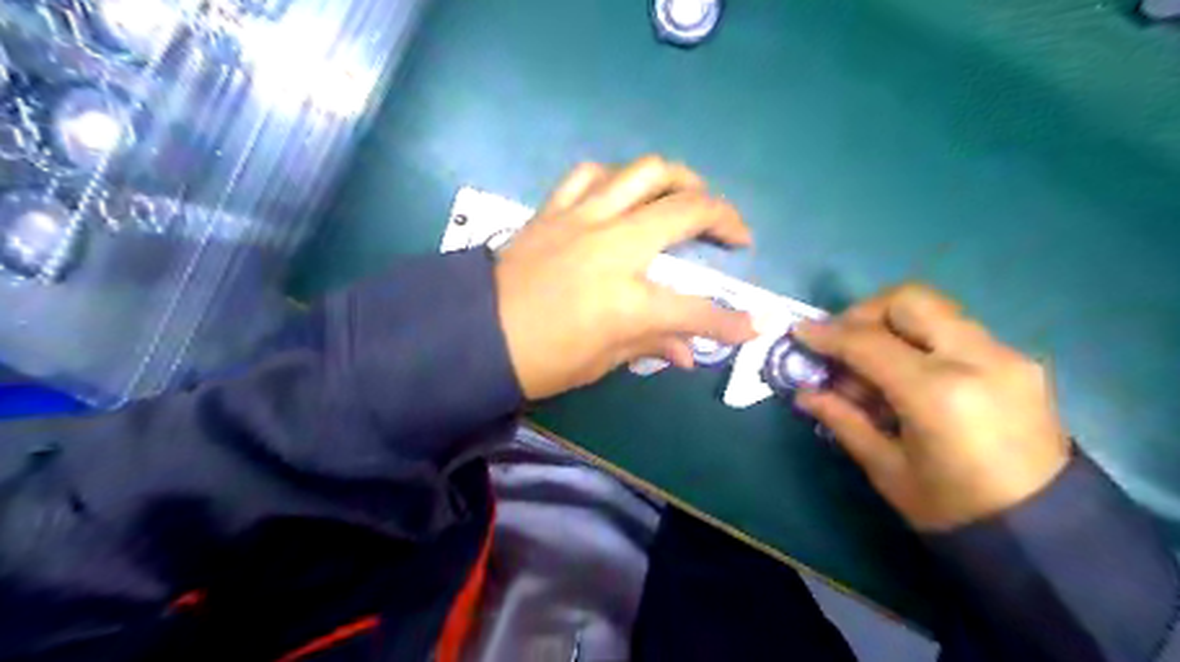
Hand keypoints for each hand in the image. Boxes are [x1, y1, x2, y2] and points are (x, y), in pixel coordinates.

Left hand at [493, 154, 756, 398]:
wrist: (472, 335)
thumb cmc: (539, 361)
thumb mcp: (600, 362)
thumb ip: (651, 345)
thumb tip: (688, 352)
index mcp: (626, 300)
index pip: (696, 310)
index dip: (731, 322)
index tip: (754, 324)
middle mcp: (612, 247)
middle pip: (686, 211)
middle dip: (725, 218)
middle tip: (736, 235)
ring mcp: (582, 219)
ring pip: (645, 172)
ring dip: (680, 179)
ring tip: (691, 198)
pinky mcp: (554, 209)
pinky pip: (591, 174)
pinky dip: (617, 178)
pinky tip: (625, 193)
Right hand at [791, 281, 1071, 529]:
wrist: (1046, 534)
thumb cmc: (953, 510)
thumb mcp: (886, 468)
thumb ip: (843, 419)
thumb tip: (805, 393)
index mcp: (939, 393)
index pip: (870, 342)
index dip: (827, 334)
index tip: (799, 332)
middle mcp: (978, 360)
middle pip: (909, 300)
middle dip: (863, 313)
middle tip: (841, 341)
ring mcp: (1006, 356)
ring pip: (935, 310)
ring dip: (892, 325)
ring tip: (871, 364)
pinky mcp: (1019, 361)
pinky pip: (955, 331)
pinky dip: (920, 339)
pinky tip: (907, 375)